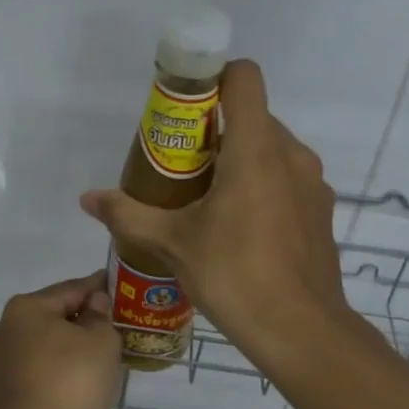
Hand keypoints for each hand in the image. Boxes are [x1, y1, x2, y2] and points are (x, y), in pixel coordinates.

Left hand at [0, 271, 123, 408]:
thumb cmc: (67, 385)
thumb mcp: (100, 344)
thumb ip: (100, 318)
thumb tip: (93, 305)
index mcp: (26, 308)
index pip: (71, 288)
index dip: (98, 287)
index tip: (118, 287)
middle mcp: (5, 329)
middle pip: (53, 317)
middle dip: (83, 321)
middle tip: (115, 329)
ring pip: (44, 346)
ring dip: (69, 350)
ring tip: (100, 361)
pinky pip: (37, 372)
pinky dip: (57, 373)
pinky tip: (77, 386)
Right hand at [79, 60, 356, 373]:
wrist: (300, 331)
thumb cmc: (234, 275)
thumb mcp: (172, 243)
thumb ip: (128, 214)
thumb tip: (88, 199)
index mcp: (256, 149)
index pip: (244, 77)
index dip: (212, 78)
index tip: (183, 107)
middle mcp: (291, 155)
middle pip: (252, 116)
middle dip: (215, 130)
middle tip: (180, 166)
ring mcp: (312, 184)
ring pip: (271, 149)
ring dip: (239, 160)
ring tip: (206, 199)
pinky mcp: (321, 211)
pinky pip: (287, 179)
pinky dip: (261, 185)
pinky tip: (239, 228)